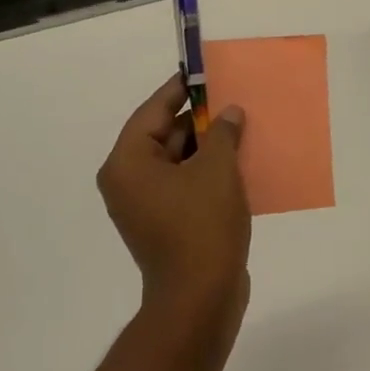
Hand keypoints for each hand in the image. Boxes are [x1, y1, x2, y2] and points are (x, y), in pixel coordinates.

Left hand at [97, 74, 250, 315]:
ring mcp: (146, 205)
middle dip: (199, 119)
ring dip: (207, 146)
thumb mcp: (217, 169)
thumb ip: (221, 132)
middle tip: (231, 100)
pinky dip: (208, 171)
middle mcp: (129, 181)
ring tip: (241, 127)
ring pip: (178, 160)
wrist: (200, 298)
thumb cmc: (202, 225)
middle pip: (164, 135)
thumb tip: (228, 113)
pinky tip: (239, 161)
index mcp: (128, 163)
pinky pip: (185, 184)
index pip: (152, 111)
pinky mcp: (165, 223)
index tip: (203, 72)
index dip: (180, 89)